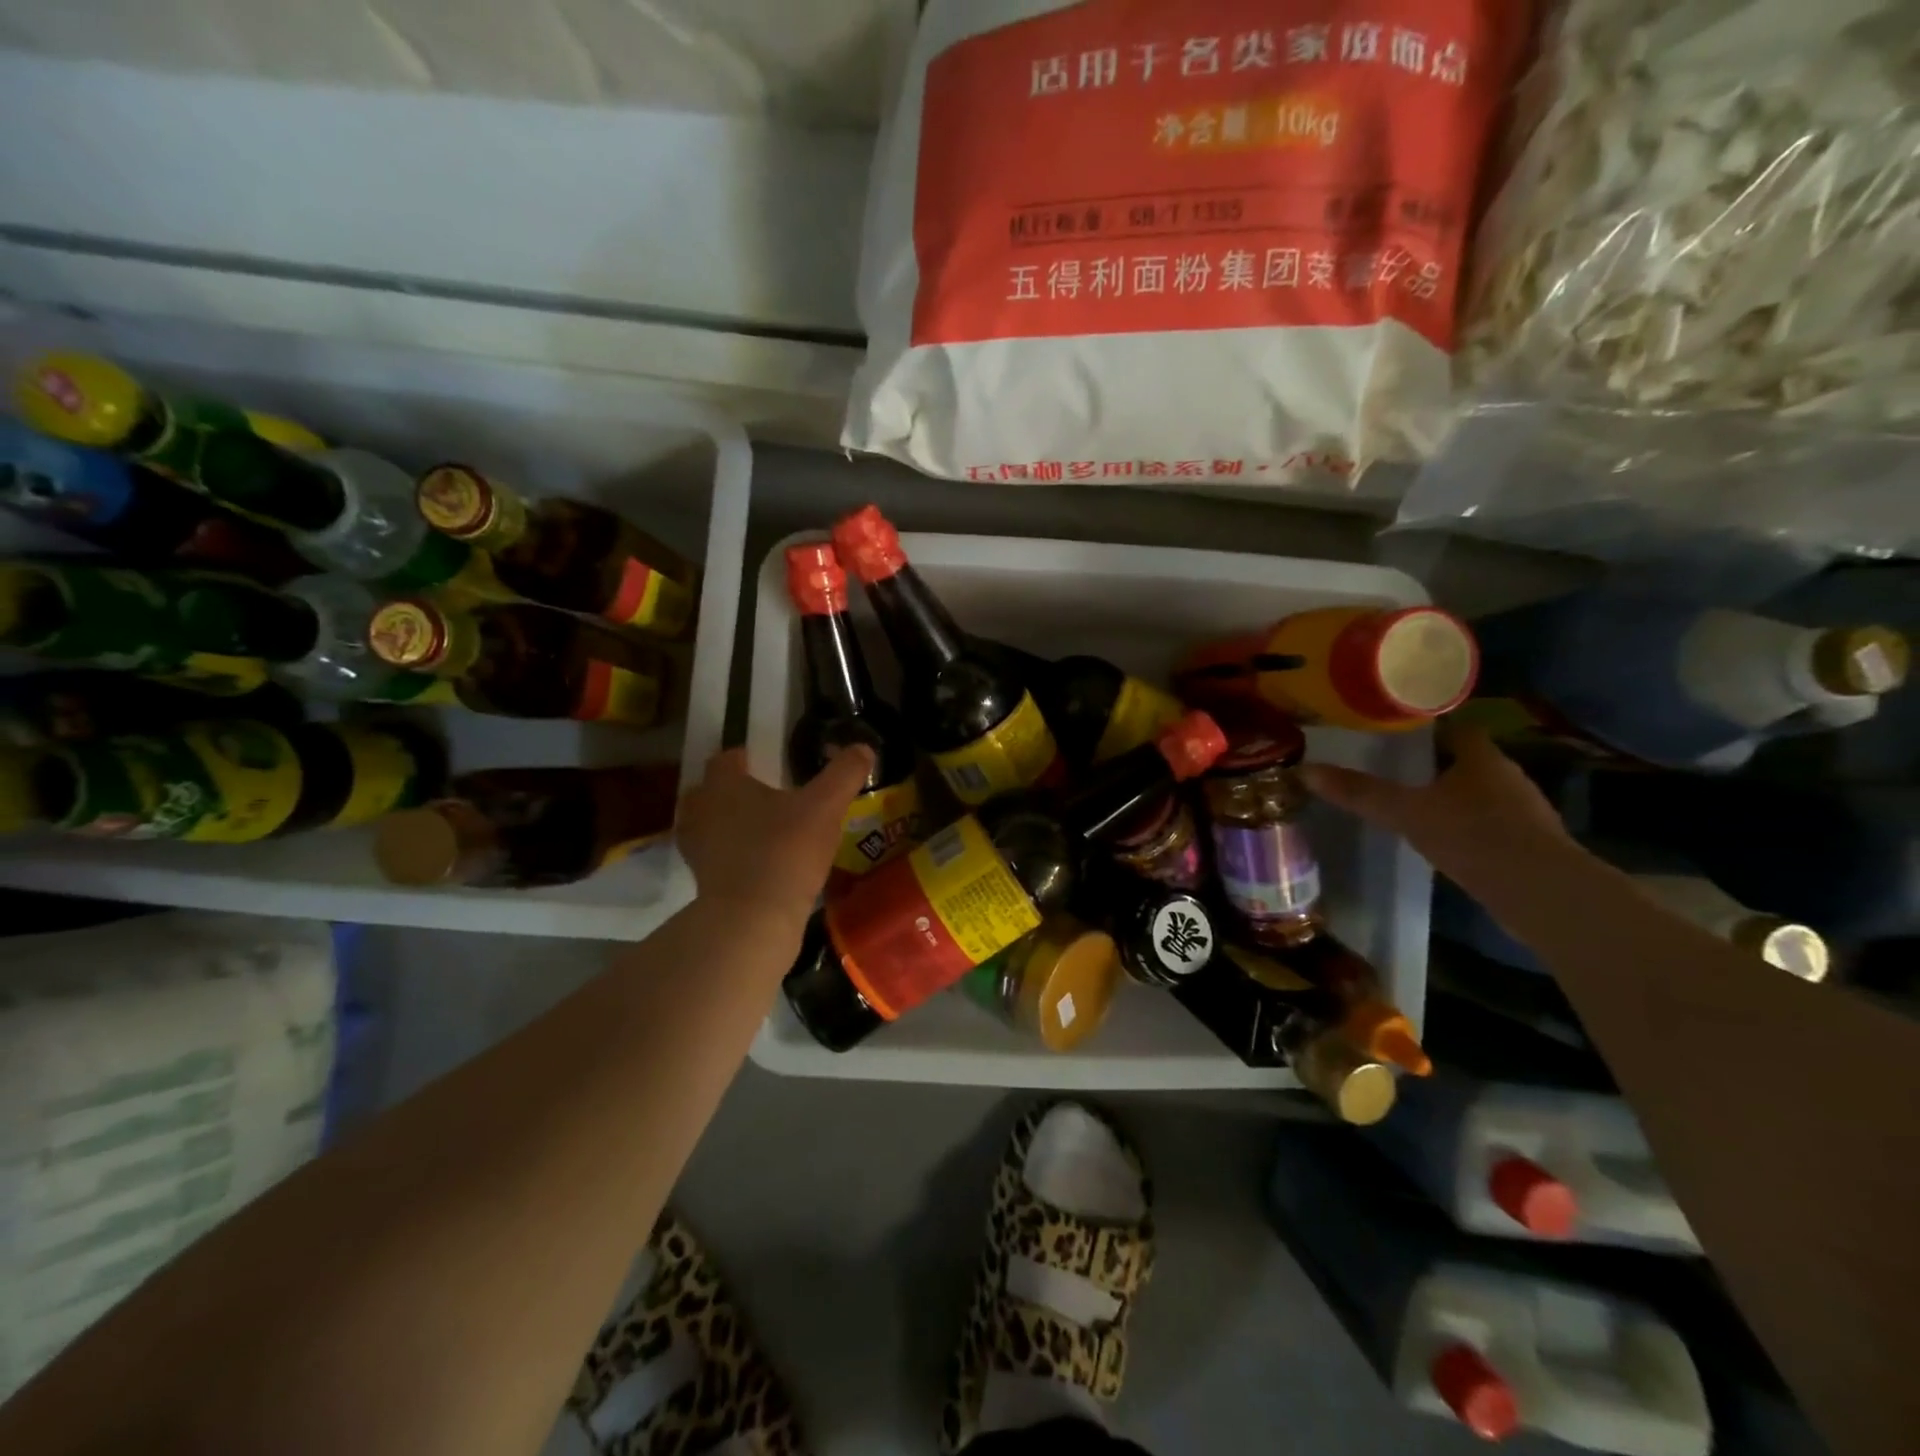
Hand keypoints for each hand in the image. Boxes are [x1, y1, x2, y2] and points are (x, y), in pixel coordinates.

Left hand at [676, 745, 874, 927]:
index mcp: (724, 785)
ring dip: (727, 824)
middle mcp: (701, 811)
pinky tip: (757, 863)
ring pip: (707, 825)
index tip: (762, 762)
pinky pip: (714, 857)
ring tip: (759, 830)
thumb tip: (863, 748)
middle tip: (761, 796)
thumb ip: (844, 774)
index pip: (726, 759)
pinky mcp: (701, 882)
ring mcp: (696, 849)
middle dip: (730, 791)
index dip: (742, 757)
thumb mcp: (826, 806)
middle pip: (708, 792)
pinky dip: (729, 856)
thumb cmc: (785, 851)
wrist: (753, 920)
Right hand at [1298, 726, 1570, 886]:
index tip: (1399, 733)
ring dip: (1455, 796)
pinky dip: (1470, 826)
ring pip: (1482, 792)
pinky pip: (1493, 823)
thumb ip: (1359, 792)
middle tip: (1397, 768)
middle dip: (1437, 763)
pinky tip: (1447, 840)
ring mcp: (1525, 811)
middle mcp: (1508, 776)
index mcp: (1482, 757)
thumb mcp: (1405, 812)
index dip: (1430, 727)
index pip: (1458, 727)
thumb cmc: (1472, 835)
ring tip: (1416, 804)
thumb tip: (1305, 771)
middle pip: (1469, 759)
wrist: (1540, 892)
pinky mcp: (1531, 844)